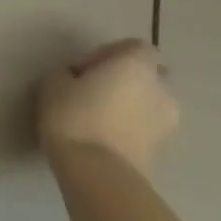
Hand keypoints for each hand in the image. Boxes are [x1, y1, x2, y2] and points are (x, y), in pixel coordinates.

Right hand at [37, 39, 177, 175]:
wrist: (97, 174)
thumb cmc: (74, 115)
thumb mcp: (54, 82)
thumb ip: (70, 73)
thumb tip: (77, 80)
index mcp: (136, 65)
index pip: (137, 47)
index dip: (112, 52)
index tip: (86, 68)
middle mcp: (160, 90)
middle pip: (152, 76)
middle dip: (130, 79)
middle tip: (98, 89)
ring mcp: (167, 124)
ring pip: (152, 104)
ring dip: (134, 105)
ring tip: (102, 116)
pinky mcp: (162, 152)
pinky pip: (148, 129)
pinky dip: (133, 128)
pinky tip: (107, 136)